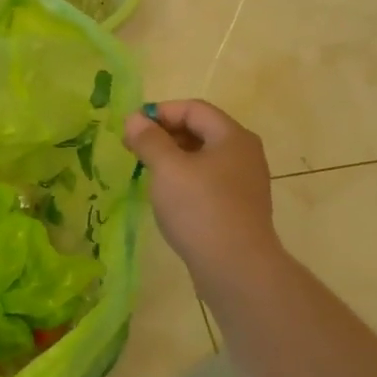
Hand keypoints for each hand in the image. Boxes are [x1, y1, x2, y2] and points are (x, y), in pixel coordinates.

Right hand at [124, 100, 282, 288]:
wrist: (236, 267)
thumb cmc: (200, 209)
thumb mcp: (168, 169)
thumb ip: (149, 140)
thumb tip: (135, 119)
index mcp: (232, 136)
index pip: (193, 109)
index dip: (160, 112)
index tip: (131, 129)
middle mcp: (244, 153)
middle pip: (201, 130)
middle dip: (165, 135)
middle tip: (134, 149)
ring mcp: (245, 182)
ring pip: (204, 158)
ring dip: (174, 158)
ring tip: (147, 172)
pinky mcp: (240, 207)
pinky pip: (209, 181)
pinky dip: (186, 179)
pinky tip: (169, 197)